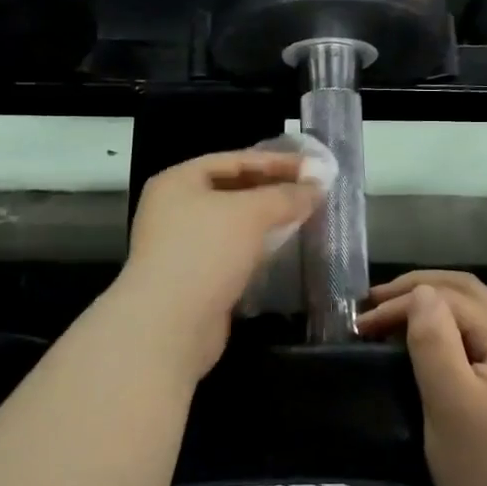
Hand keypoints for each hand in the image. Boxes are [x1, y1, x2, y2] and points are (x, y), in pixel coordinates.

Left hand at [116, 149, 324, 374]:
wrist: (169, 325)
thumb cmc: (205, 252)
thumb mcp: (250, 213)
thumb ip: (286, 196)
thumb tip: (317, 187)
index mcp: (178, 181)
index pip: (234, 160)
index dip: (276, 161)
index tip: (314, 166)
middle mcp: (174, 208)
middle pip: (233, 190)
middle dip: (273, 189)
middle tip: (313, 191)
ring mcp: (182, 245)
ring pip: (233, 223)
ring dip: (267, 220)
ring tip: (305, 216)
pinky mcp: (194, 277)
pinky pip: (232, 251)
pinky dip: (257, 247)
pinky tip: (283, 249)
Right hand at [359, 272, 486, 485]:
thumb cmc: (482, 466)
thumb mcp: (449, 400)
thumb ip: (434, 340)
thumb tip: (419, 293)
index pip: (450, 298)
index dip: (403, 301)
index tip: (362, 321)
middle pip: (466, 292)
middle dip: (418, 288)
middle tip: (374, 300)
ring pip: (469, 313)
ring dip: (430, 305)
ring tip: (390, 313)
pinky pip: (471, 338)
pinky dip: (441, 328)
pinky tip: (419, 340)